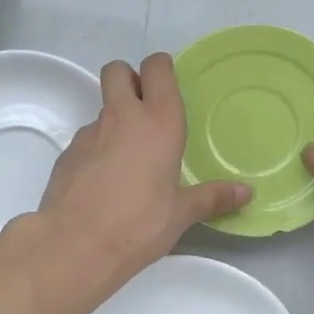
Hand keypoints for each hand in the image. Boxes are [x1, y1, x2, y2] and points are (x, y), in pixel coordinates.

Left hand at [36, 54, 251, 285]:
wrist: (75, 245)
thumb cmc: (139, 224)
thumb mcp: (181, 214)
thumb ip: (212, 197)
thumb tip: (246, 194)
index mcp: (159, 122)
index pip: (157, 68)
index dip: (161, 68)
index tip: (167, 85)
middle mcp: (122, 117)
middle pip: (117, 71)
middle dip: (129, 79)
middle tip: (144, 110)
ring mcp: (89, 133)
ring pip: (102, 108)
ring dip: (115, 120)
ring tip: (128, 159)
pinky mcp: (67, 153)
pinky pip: (87, 139)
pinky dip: (97, 149)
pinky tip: (104, 182)